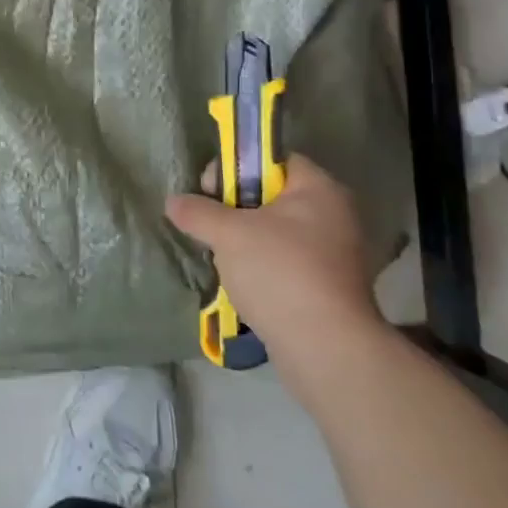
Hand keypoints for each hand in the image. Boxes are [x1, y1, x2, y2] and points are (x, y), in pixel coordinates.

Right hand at [166, 155, 386, 389]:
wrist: (326, 349)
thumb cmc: (279, 272)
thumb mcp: (228, 233)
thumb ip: (197, 211)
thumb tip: (173, 202)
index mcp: (319, 189)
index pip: (273, 159)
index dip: (237, 166)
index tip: (212, 190)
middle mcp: (333, 215)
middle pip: (271, 195)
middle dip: (235, 208)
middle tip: (212, 225)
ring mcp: (334, 253)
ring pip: (275, 231)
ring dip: (245, 240)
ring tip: (222, 257)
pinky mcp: (328, 286)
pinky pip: (285, 261)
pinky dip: (261, 266)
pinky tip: (242, 282)